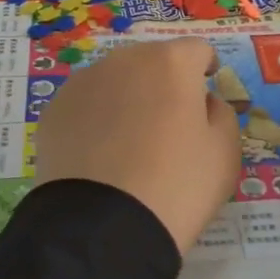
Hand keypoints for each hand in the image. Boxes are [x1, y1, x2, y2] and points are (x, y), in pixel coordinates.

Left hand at [35, 38, 240, 253]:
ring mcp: (84, 82)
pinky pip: (86, 104)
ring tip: (131, 141)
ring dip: (128, 97)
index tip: (206, 91)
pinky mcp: (54, 109)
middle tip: (169, 122)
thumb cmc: (177, 185)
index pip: (197, 51)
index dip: (206, 68)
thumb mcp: (225, 152)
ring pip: (115, 80)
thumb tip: (203, 101)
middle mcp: (124, 59)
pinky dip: (96, 118)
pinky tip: (100, 153)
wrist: (103, 227)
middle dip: (164, 82)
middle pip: (153, 60)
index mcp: (171, 62)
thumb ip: (221, 113)